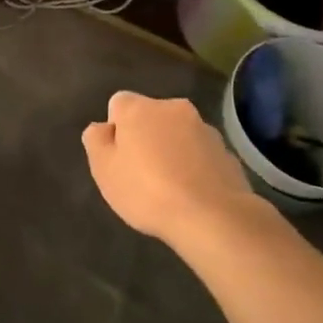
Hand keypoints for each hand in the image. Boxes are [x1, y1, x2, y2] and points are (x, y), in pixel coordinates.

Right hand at [83, 91, 263, 248]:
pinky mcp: (227, 153)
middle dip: (146, 138)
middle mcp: (173, 108)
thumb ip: (95, 140)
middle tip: (141, 174)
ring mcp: (204, 129)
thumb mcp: (103, 169)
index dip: (116, 130)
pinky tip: (193, 195)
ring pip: (178, 135)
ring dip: (172, 151)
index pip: (118, 104)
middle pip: (151, 117)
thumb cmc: (147, 191)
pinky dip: (195, 167)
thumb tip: (103, 128)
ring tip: (171, 189)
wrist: (213, 218)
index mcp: (139, 107)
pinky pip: (201, 155)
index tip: (119, 158)